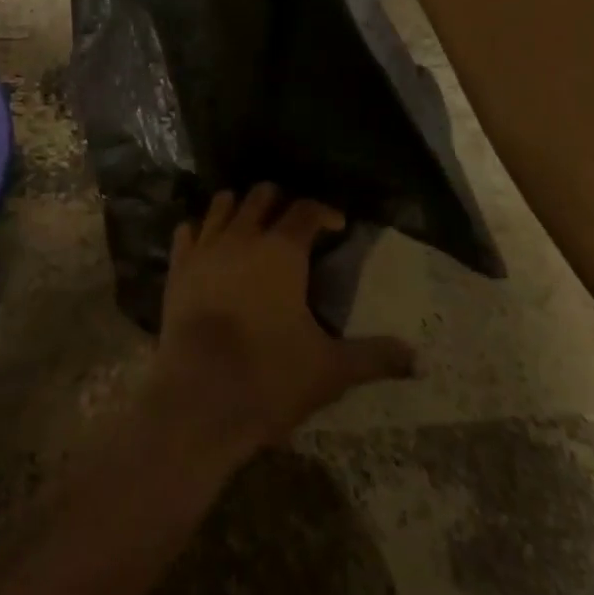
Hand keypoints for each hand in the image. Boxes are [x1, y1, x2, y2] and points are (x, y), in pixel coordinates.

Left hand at [148, 184, 415, 460]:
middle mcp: (242, 236)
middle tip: (293, 223)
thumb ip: (374, 357)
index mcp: (282, 250)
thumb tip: (416, 358)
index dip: (324, 212)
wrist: (199, 398)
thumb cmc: (270, 376)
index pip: (307, 210)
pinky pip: (186, 231)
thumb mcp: (331, 370)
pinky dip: (200, 231)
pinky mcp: (177, 267)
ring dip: (239, 207)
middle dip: (280, 201)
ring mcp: (204, 248)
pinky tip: (208, 244)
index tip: (336, 224)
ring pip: (222, 205)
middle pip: (261, 196)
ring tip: (251, 226)